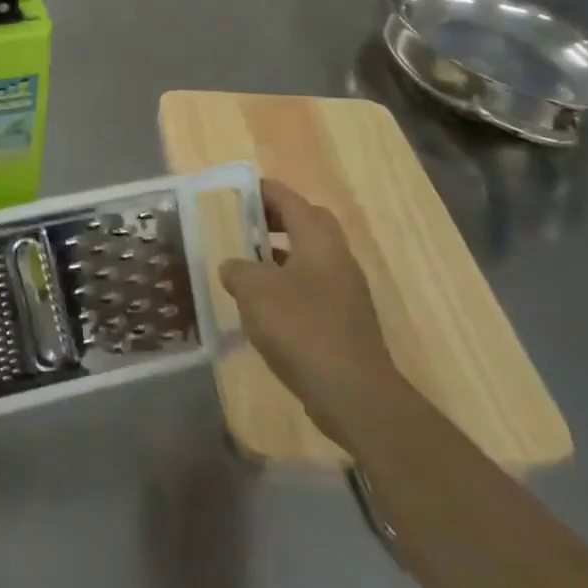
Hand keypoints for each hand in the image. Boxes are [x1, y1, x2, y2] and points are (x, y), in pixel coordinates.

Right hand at [220, 179, 401, 449]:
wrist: (354, 395)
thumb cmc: (302, 329)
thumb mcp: (255, 291)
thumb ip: (238, 270)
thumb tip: (233, 268)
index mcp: (319, 241)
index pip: (290, 200)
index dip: (263, 191)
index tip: (237, 192)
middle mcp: (337, 259)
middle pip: (307, 224)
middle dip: (276, 220)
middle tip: (243, 227)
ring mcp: (345, 292)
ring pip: (310, 259)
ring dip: (281, 257)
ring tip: (246, 267)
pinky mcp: (344, 323)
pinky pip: (312, 289)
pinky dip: (288, 287)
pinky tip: (264, 309)